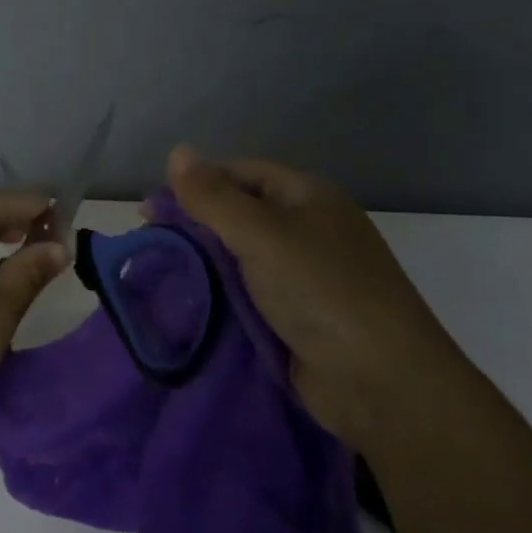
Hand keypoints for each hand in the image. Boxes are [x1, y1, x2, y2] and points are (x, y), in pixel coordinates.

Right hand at [162, 146, 465, 442]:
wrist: (381, 382)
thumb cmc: (322, 290)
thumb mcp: (262, 233)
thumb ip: (214, 196)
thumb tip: (177, 150)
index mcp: (307, 196)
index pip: (240, 173)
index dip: (195, 184)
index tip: (150, 210)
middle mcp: (306, 229)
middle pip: (238, 215)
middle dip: (194, 227)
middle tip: (150, 245)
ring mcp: (303, 276)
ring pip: (238, 258)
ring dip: (202, 265)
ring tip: (159, 276)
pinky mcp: (296, 317)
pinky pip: (247, 295)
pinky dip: (218, 297)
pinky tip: (186, 304)